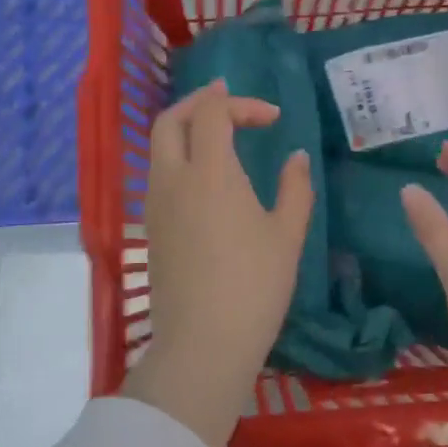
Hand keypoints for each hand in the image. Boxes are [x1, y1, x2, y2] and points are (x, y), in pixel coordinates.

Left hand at [123, 80, 313, 446]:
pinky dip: (179, 157)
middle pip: (170, 120)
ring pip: (159, 148)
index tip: (273, 119)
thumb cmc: (254, 286)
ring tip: (220, 136)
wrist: (203, 344)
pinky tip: (206, 177)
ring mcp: (155, 205)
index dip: (241, 104)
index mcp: (209, 173)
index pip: (212, 113)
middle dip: (199, 102)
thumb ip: (295, 187)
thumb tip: (296, 157)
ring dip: (186, 130)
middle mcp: (173, 179)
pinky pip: (159, 175)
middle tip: (229, 102)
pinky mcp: (150, 229)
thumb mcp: (287, 235)